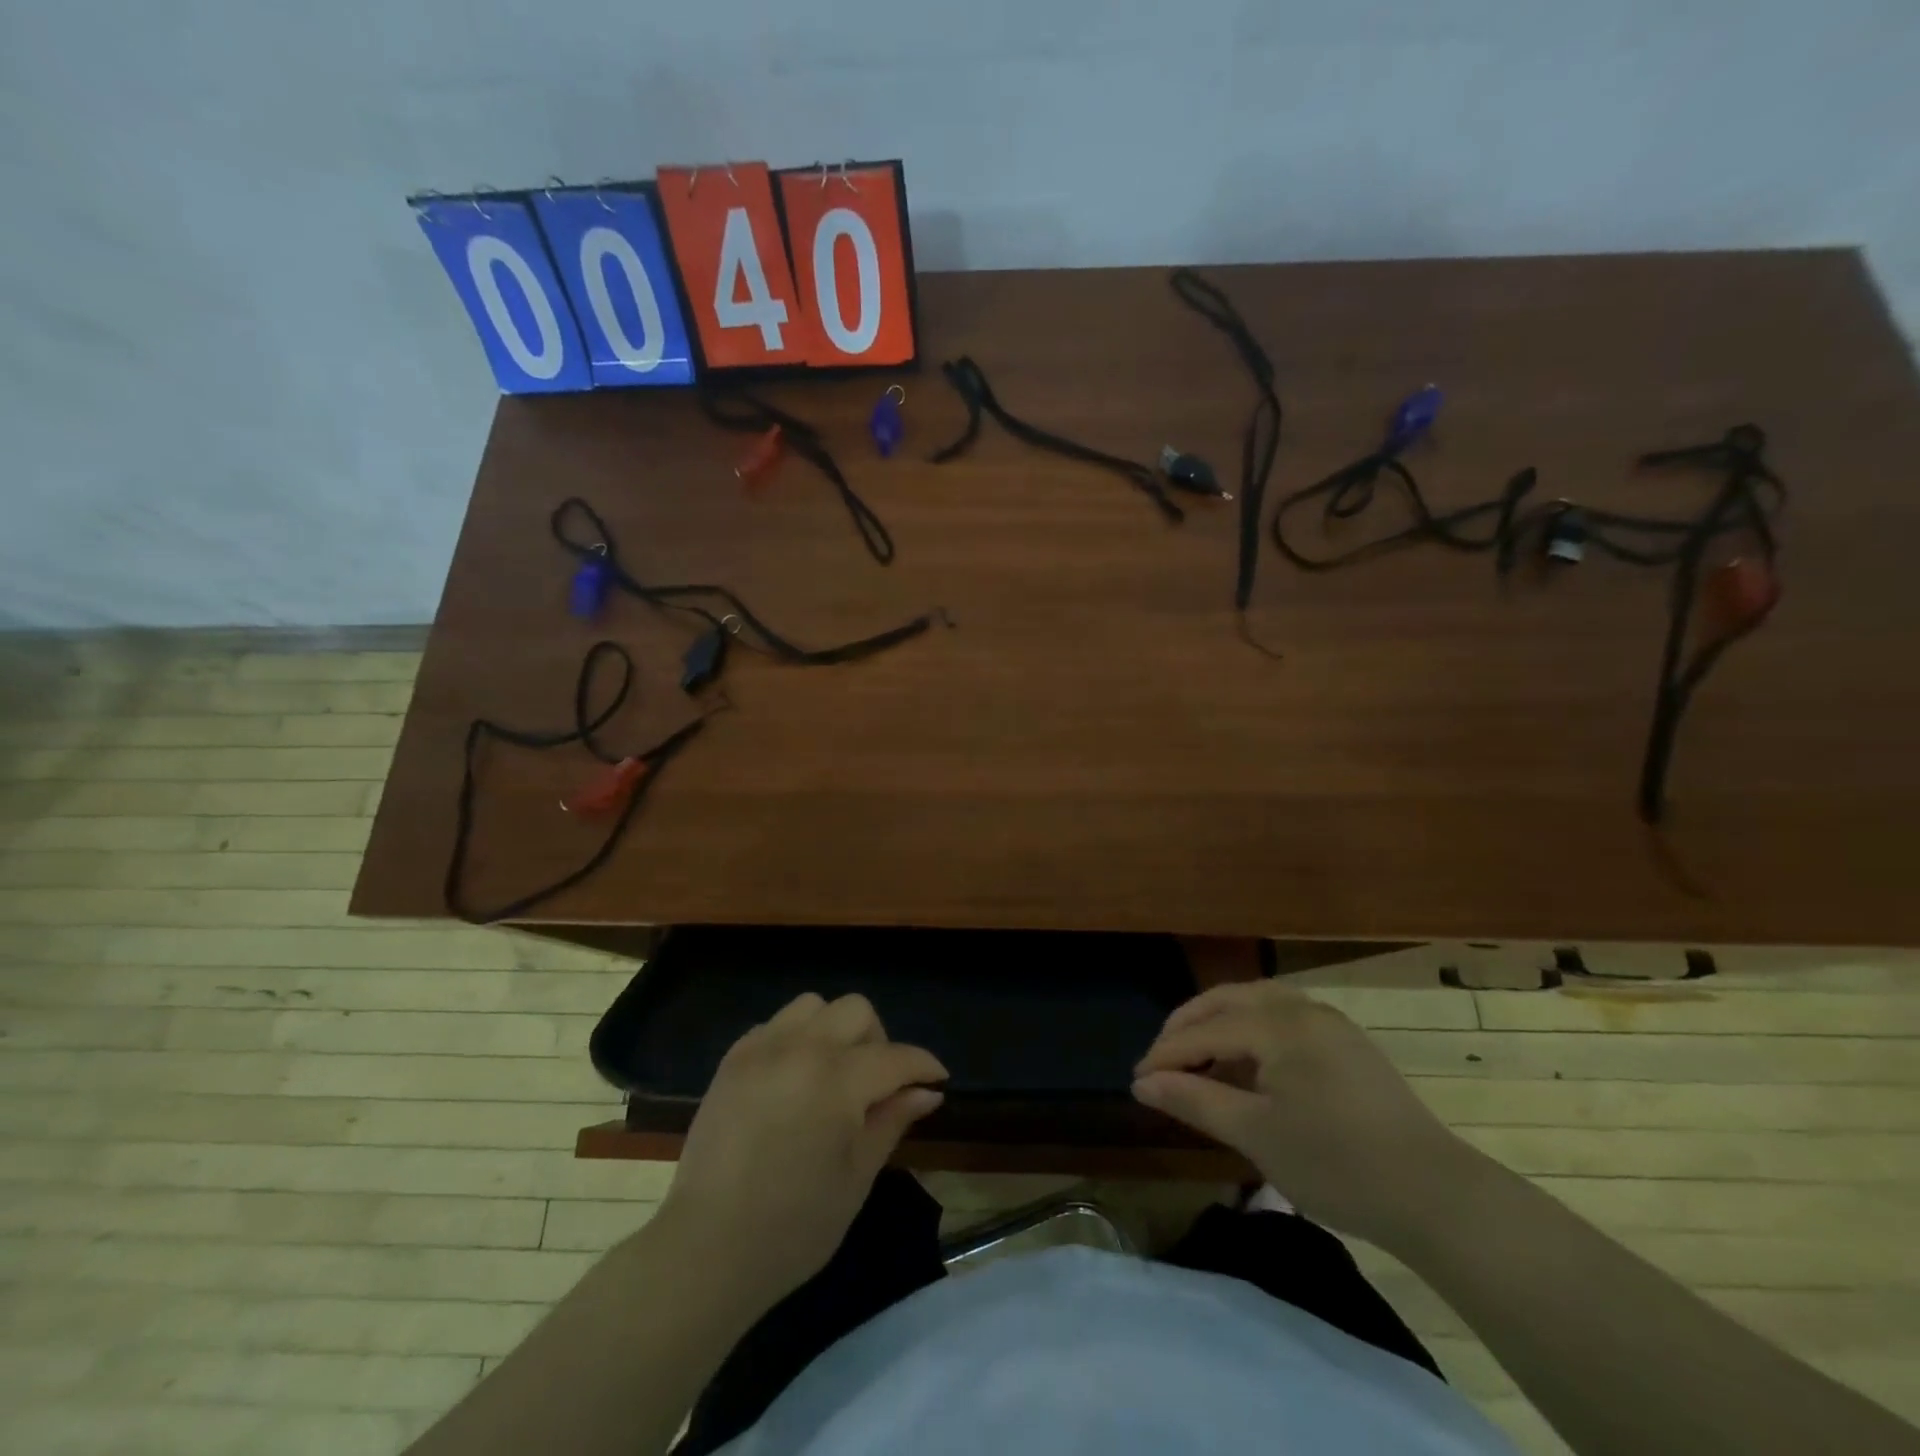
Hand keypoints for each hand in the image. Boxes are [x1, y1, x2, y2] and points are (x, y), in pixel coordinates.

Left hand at [656, 993, 947, 1305]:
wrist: (705, 1251)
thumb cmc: (793, 1227)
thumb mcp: (856, 1178)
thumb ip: (892, 1121)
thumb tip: (928, 1091)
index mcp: (836, 1082)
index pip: (895, 1057)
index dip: (923, 1065)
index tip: (937, 1078)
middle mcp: (800, 1050)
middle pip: (856, 1010)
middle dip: (878, 1041)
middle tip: (877, 1085)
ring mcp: (761, 1050)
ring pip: (813, 1006)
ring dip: (834, 1030)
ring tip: (832, 1075)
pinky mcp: (732, 1060)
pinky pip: (775, 1025)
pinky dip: (795, 1039)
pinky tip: (794, 1079)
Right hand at [1133, 981, 1470, 1246]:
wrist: (1436, 1196)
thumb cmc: (1337, 1165)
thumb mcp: (1255, 1135)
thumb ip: (1194, 1100)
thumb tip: (1143, 1084)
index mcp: (1276, 1024)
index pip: (1204, 1030)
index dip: (1165, 1055)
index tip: (1136, 1081)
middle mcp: (1300, 1007)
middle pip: (1227, 1001)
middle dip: (1187, 1027)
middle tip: (1160, 1062)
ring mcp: (1328, 1021)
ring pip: (1256, 1002)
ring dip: (1219, 1023)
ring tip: (1198, 1058)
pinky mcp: (1346, 1041)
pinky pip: (1283, 1018)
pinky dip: (1252, 1031)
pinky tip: (1247, 1064)